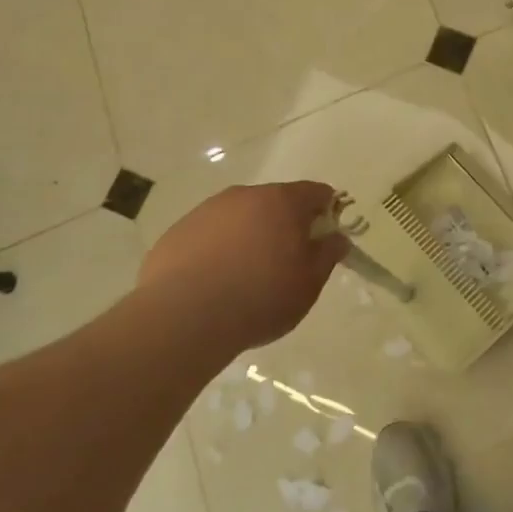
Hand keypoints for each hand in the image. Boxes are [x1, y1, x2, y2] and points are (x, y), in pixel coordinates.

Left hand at [139, 181, 348, 347]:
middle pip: (275, 202)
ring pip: (239, 217)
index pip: (316, 192)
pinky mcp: (176, 233)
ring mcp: (206, 211)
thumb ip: (327, 254)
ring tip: (246, 276)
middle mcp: (244, 195)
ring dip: (249, 236)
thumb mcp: (309, 283)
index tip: (325, 238)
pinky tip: (214, 283)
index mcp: (283, 201)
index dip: (326, 211)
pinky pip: (209, 235)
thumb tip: (336, 238)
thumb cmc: (260, 297)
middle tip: (287, 261)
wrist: (183, 319)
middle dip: (285, 224)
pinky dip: (217, 250)